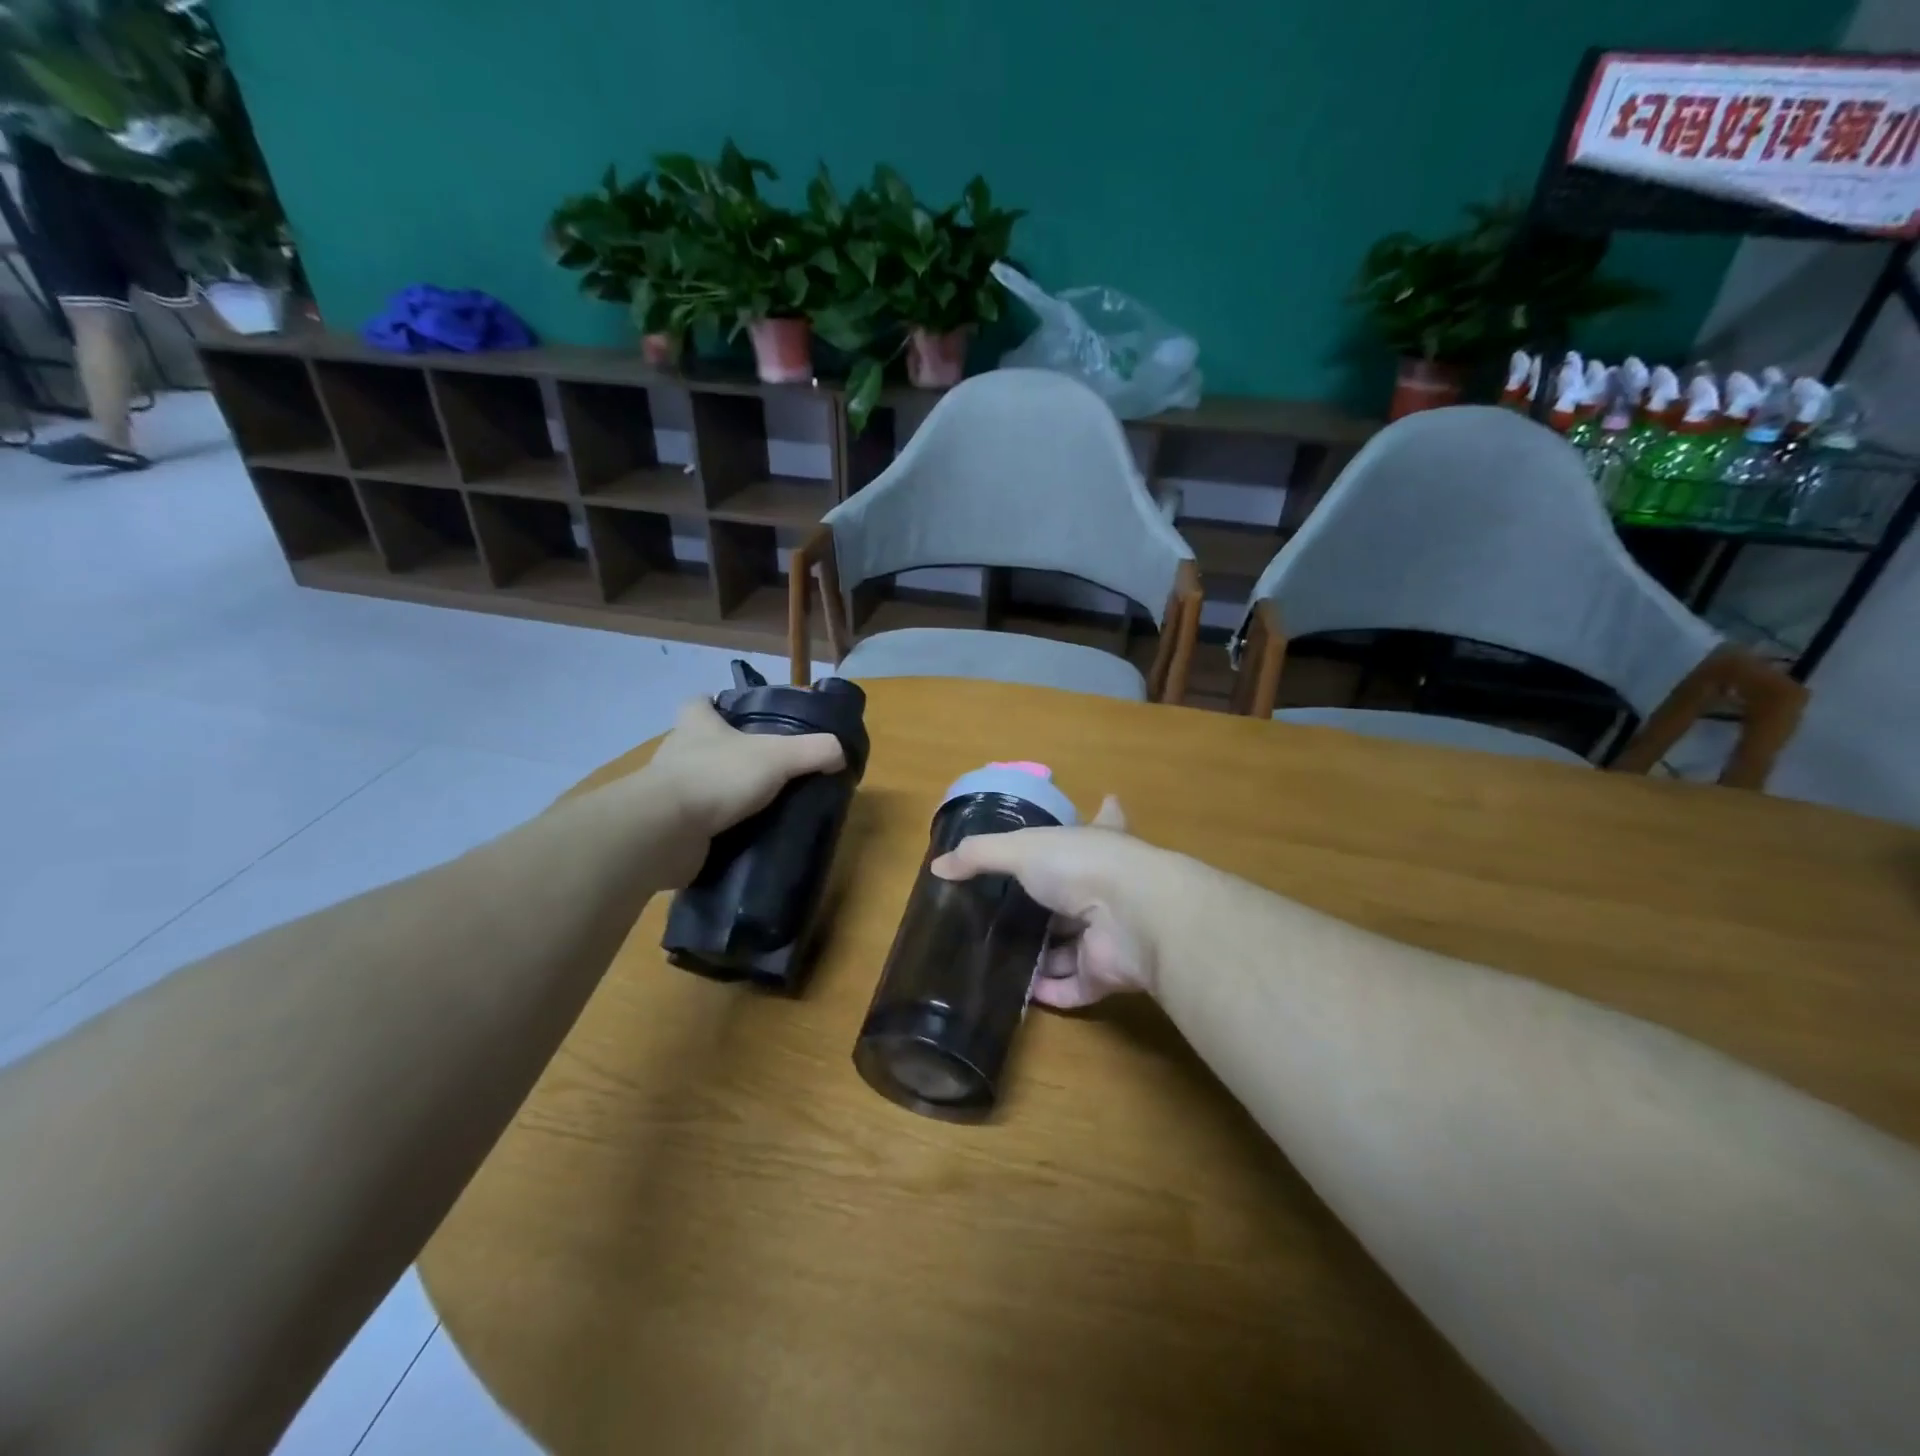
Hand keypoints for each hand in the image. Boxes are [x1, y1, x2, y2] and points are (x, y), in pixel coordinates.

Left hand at [644, 696, 844, 844]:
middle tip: (765, 766)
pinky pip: (697, 823)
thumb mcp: (778, 756)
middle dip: (727, 752)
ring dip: (723, 792)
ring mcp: (669, 792)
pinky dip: (716, 828)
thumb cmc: (717, 777)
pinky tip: (743, 836)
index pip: (699, 702)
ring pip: (699, 784)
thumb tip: (841, 753)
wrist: (666, 831)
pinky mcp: (669, 827)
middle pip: (700, 743)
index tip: (739, 715)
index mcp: (696, 724)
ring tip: (760, 805)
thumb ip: (814, 751)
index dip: (716, 704)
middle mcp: (677, 753)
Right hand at [931, 797, 1167, 1007]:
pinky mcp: (1106, 973)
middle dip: (1054, 902)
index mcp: (1097, 844)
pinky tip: (1017, 994)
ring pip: (1074, 945)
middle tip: (1014, 910)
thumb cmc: (1080, 865)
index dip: (1104, 812)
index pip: (1105, 820)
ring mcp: (1110, 932)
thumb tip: (938, 866)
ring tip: (1002, 958)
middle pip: (1081, 893)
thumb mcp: (1020, 848)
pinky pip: (1073, 987)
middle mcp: (1109, 886)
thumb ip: (979, 855)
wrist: (1133, 916)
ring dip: (1044, 954)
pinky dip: (1049, 991)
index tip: (1106, 801)